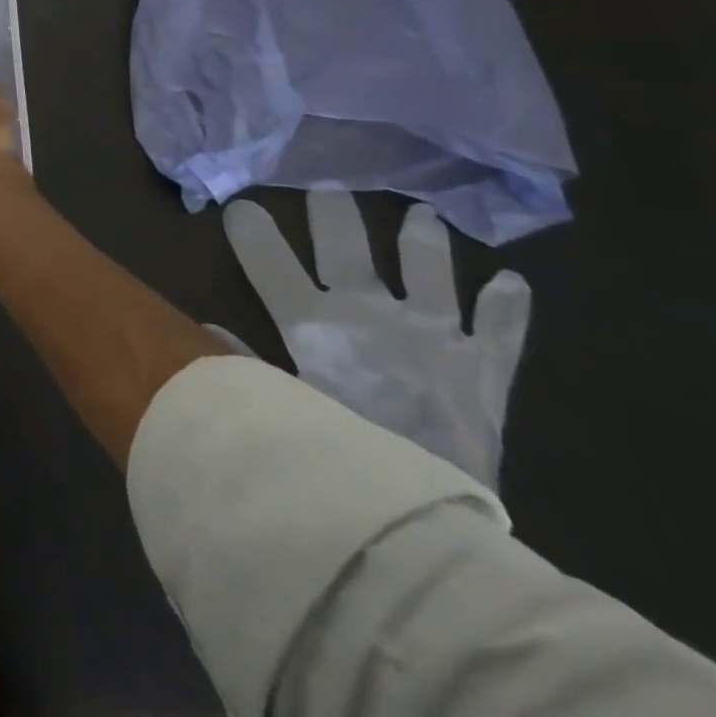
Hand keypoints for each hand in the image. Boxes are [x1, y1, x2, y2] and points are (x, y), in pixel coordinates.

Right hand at [222, 191, 531, 484]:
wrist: (427, 529)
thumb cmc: (339, 459)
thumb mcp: (278, 409)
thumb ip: (242, 364)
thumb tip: (204, 327)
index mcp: (315, 325)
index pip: (272, 263)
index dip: (253, 231)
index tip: (241, 205)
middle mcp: (372, 316)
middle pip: (348, 250)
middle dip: (335, 215)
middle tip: (328, 187)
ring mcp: (435, 338)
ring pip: (430, 274)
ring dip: (424, 243)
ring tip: (422, 214)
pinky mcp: (484, 372)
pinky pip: (502, 332)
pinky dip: (507, 307)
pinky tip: (511, 281)